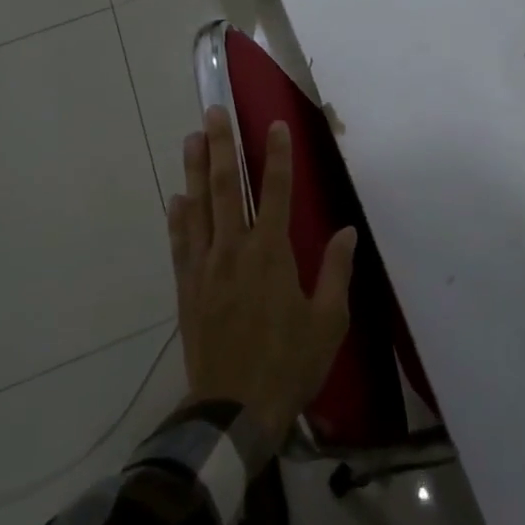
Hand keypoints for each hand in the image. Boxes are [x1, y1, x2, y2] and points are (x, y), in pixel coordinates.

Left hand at [168, 107, 356, 448]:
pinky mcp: (187, 287)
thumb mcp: (328, 322)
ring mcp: (205, 267)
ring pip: (198, 208)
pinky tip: (176, 198)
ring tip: (192, 138)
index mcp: (271, 254)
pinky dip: (178, 218)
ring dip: (195, 170)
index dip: (277, 156)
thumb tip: (348, 231)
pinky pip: (180, 244)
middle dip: (222, 147)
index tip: (275, 125)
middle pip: (226, 188)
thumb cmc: (288, 364)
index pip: (274, 192)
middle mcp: (234, 250)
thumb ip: (336, 272)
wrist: (233, 411)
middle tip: (214, 112)